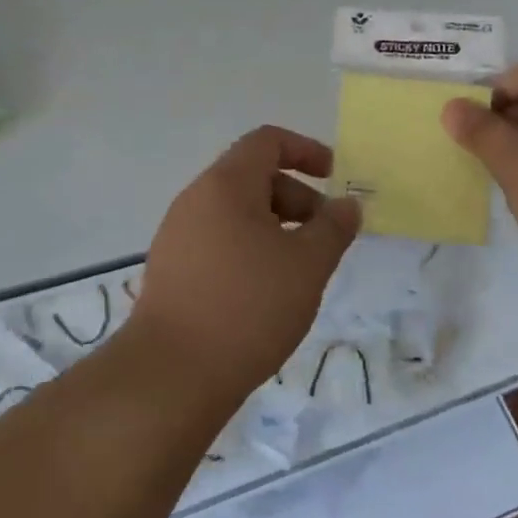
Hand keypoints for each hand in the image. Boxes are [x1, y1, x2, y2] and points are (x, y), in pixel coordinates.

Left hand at [131, 126, 359, 407]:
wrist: (171, 376)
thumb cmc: (248, 307)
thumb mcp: (307, 264)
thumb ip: (334, 227)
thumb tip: (348, 205)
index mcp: (226, 184)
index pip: (267, 141)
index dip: (305, 150)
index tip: (333, 176)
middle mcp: (196, 199)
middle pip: (253, 176)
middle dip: (296, 197)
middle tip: (324, 237)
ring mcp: (177, 235)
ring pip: (236, 212)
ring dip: (274, 227)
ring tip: (299, 269)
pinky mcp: (170, 271)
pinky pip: (218, 241)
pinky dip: (249, 249)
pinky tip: (265, 293)